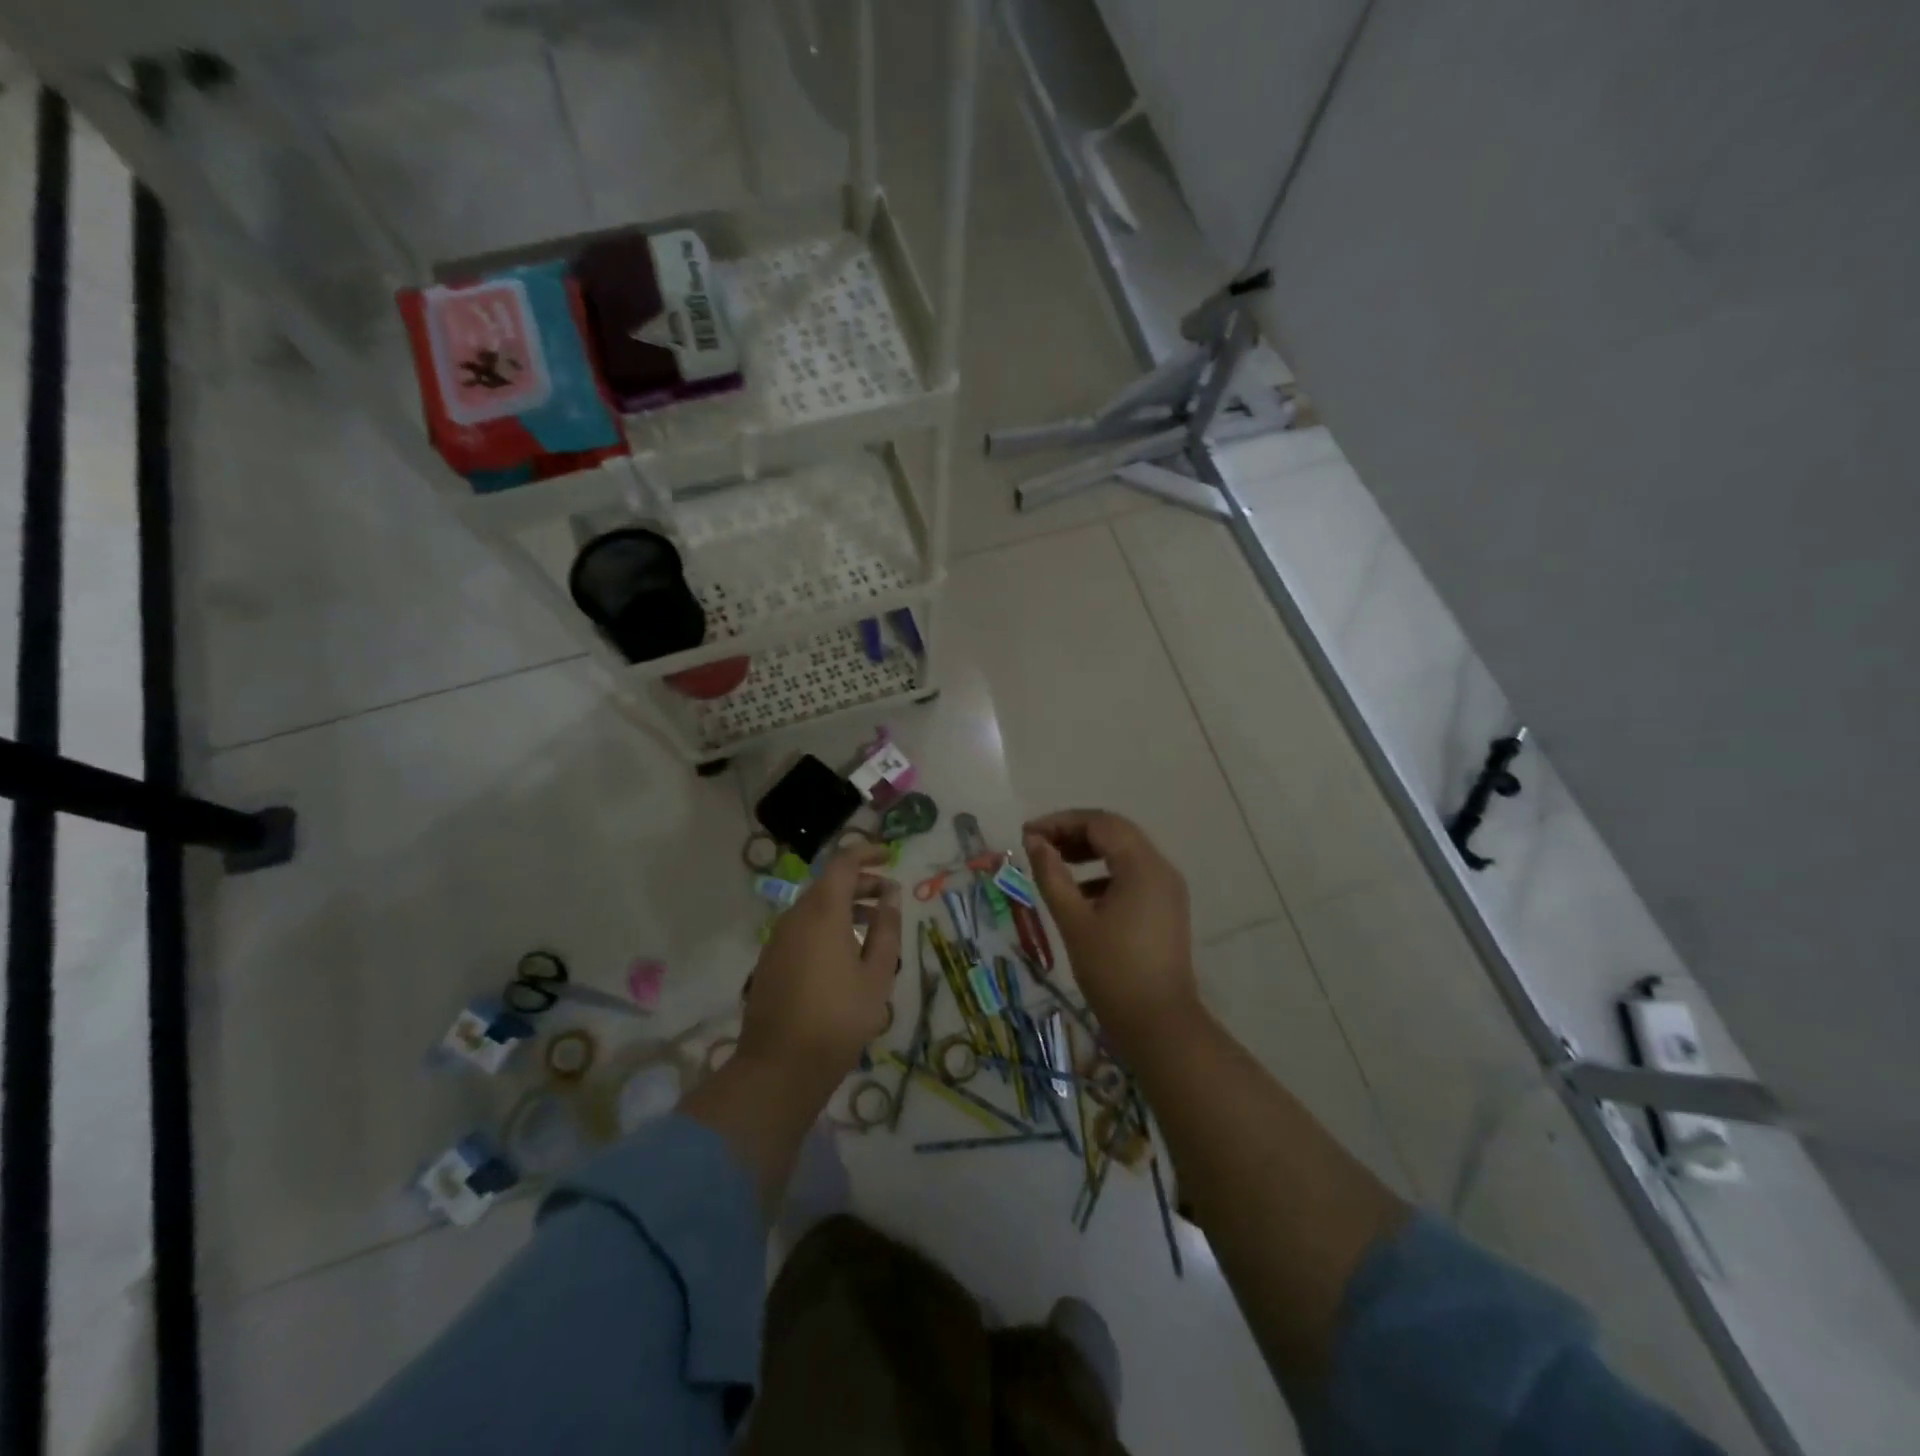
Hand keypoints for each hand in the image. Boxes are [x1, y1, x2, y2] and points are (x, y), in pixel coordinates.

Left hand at [739, 844, 901, 1082]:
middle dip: (861, 883)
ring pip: (815, 907)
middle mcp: (796, 916)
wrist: (779, 1066)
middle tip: (890, 896)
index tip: (890, 856)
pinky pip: (803, 928)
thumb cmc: (839, 1018)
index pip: (843, 863)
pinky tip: (846, 953)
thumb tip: (890, 895)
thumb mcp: (876, 975)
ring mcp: (778, 939)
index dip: (867, 853)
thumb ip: (886, 929)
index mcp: (823, 912)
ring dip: (845, 906)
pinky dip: (828, 925)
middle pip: (829, 884)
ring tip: (874, 926)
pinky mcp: (771, 960)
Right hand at [1023, 810, 1201, 1050]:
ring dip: (1089, 852)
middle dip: (1074, 833)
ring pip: (1125, 853)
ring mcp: (1168, 889)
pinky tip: (1080, 895)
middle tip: (1038, 845)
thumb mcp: (1074, 921)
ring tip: (1054, 864)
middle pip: (1115, 832)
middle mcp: (1161, 868)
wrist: (1160, 1026)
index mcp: (1142, 866)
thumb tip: (1034, 841)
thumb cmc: (1113, 971)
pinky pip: (1133, 876)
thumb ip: (1052, 875)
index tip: (1027, 834)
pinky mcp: (1166, 909)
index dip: (1061, 822)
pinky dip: (1104, 874)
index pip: (1100, 823)